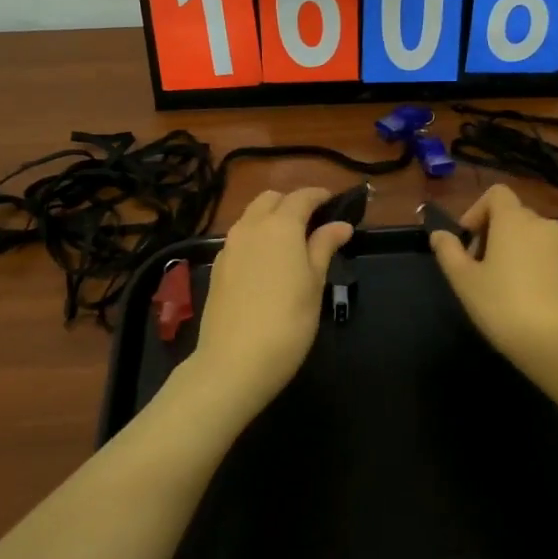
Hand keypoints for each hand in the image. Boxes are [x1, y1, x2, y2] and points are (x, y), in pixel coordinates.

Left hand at [184, 187, 353, 415]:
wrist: (234, 362)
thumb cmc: (288, 321)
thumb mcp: (314, 284)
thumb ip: (324, 247)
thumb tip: (340, 225)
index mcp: (280, 226)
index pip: (301, 197)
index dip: (319, 196)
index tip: (334, 203)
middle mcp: (250, 227)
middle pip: (270, 199)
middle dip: (291, 203)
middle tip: (313, 223)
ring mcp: (229, 247)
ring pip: (251, 217)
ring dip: (271, 219)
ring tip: (291, 243)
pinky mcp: (217, 268)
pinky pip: (239, 239)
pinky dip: (256, 238)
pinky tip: (267, 263)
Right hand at [429, 184, 557, 389]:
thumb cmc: (504, 307)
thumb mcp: (464, 281)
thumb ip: (448, 252)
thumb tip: (439, 234)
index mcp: (514, 221)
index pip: (496, 193)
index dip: (477, 210)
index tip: (467, 240)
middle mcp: (544, 225)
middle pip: (514, 215)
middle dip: (493, 233)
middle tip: (479, 268)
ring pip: (534, 237)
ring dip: (516, 250)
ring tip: (505, 286)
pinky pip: (551, 257)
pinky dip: (537, 266)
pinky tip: (530, 298)